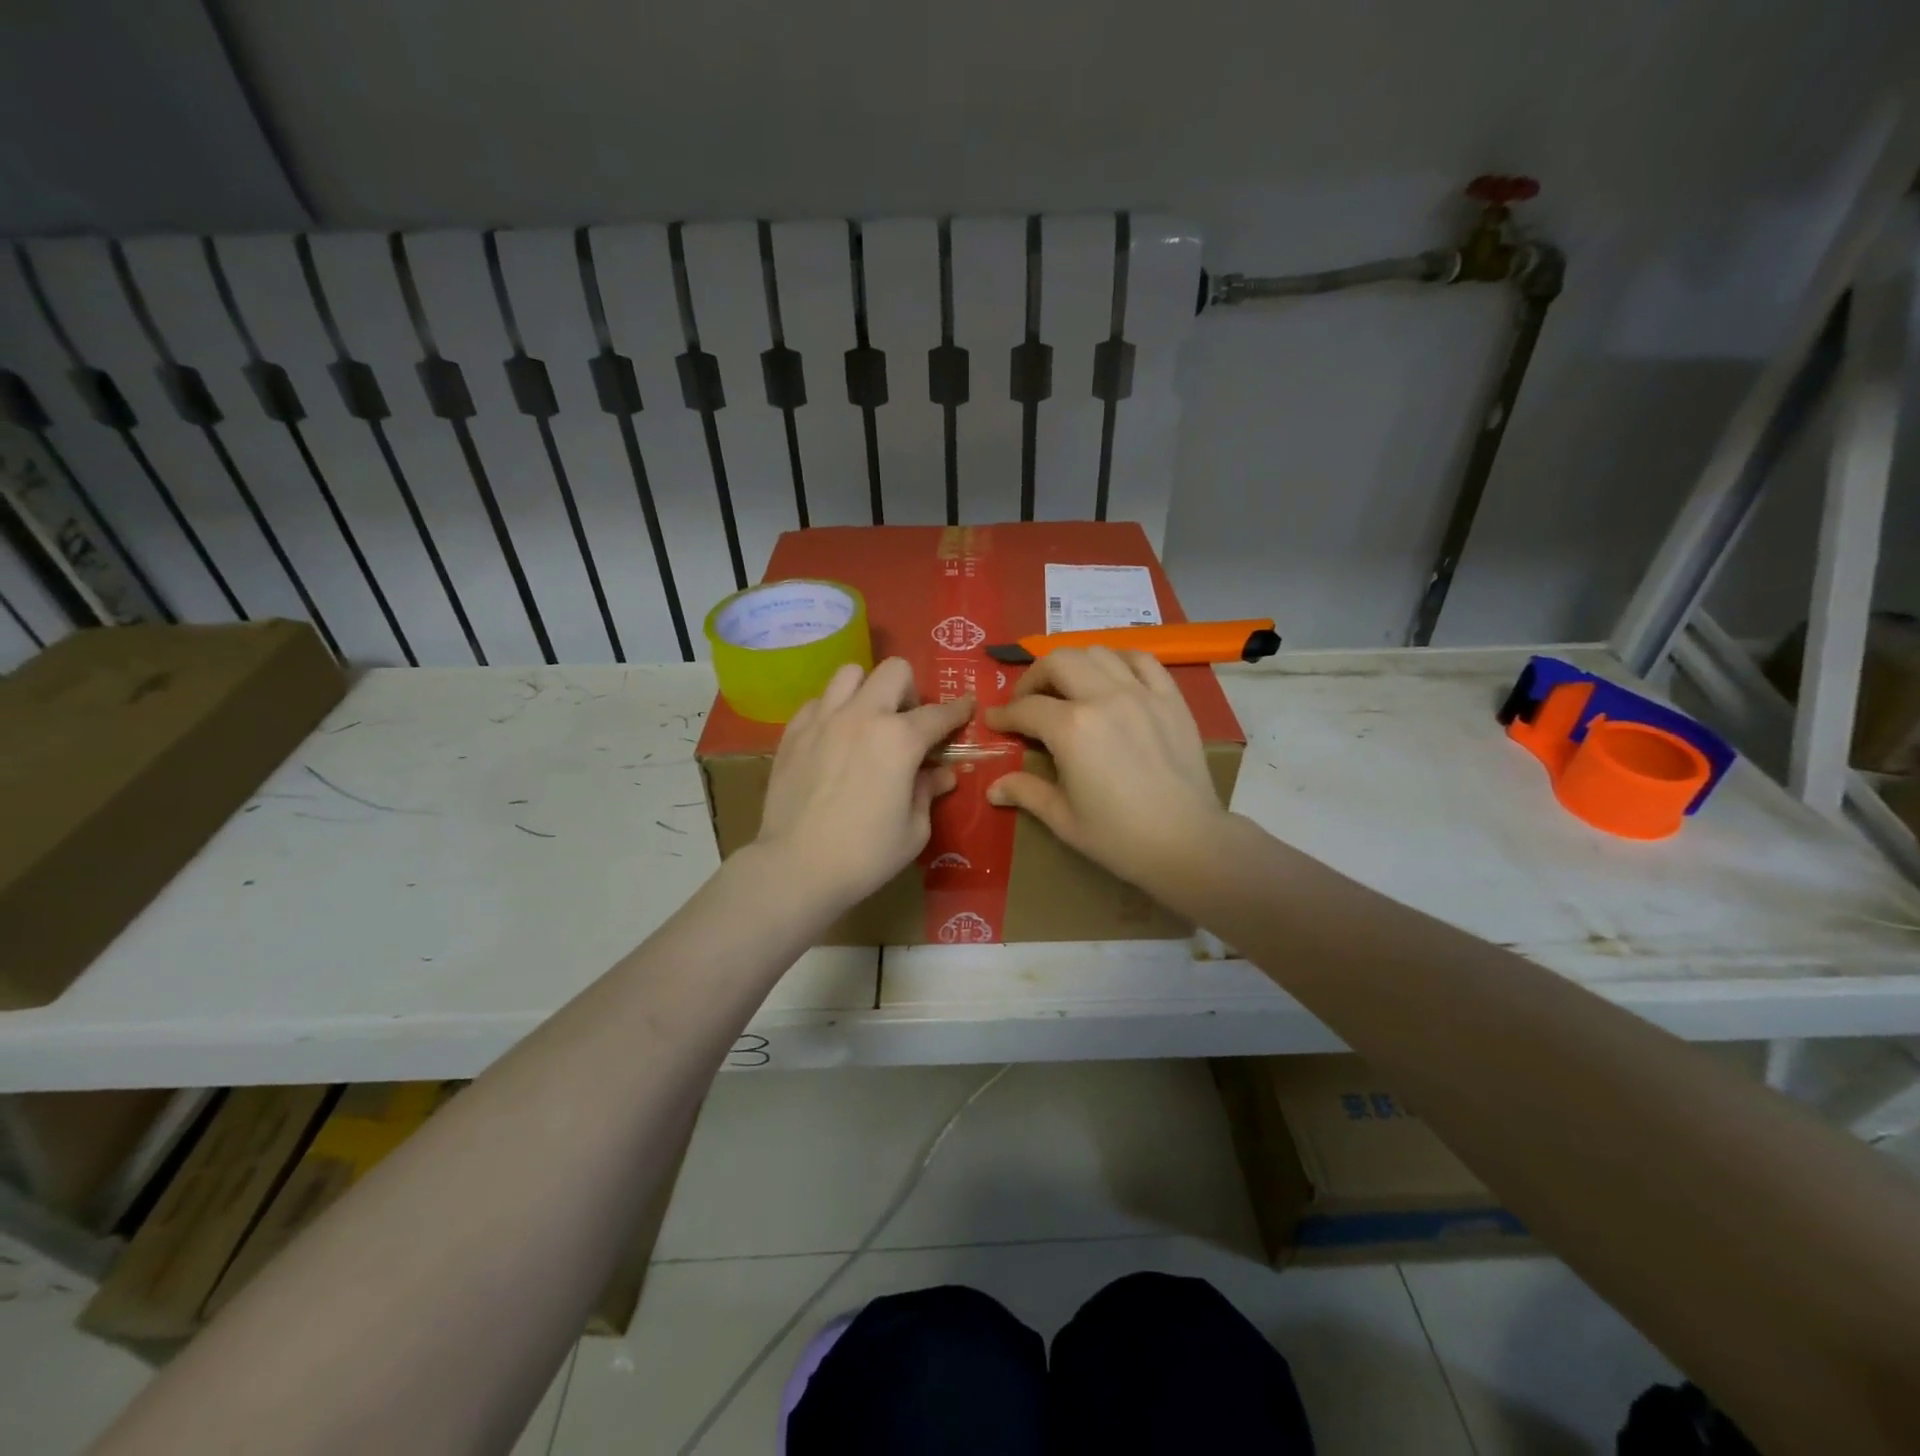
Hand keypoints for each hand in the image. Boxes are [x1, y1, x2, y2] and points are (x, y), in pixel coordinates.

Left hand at [755, 658, 972, 909]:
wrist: (796, 867)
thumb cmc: (865, 855)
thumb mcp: (914, 830)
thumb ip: (927, 792)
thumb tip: (940, 774)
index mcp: (900, 739)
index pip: (939, 713)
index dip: (958, 709)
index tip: (965, 707)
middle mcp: (863, 716)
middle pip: (894, 671)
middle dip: (909, 690)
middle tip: (907, 722)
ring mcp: (823, 720)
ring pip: (850, 674)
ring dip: (867, 690)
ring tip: (867, 721)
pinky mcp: (793, 732)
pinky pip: (818, 701)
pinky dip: (832, 711)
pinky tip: (833, 738)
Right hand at [984, 647, 1227, 891]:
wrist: (1187, 843)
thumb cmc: (1119, 837)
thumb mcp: (1063, 818)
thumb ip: (1027, 792)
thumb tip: (993, 788)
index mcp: (1071, 728)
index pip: (1026, 708)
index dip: (1004, 715)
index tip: (994, 721)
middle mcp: (1103, 698)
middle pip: (1057, 662)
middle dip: (1033, 678)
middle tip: (1027, 701)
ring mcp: (1141, 693)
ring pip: (1097, 652)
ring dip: (1073, 664)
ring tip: (1068, 688)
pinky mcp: (1171, 698)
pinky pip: (1142, 660)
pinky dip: (1119, 661)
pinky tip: (1112, 677)